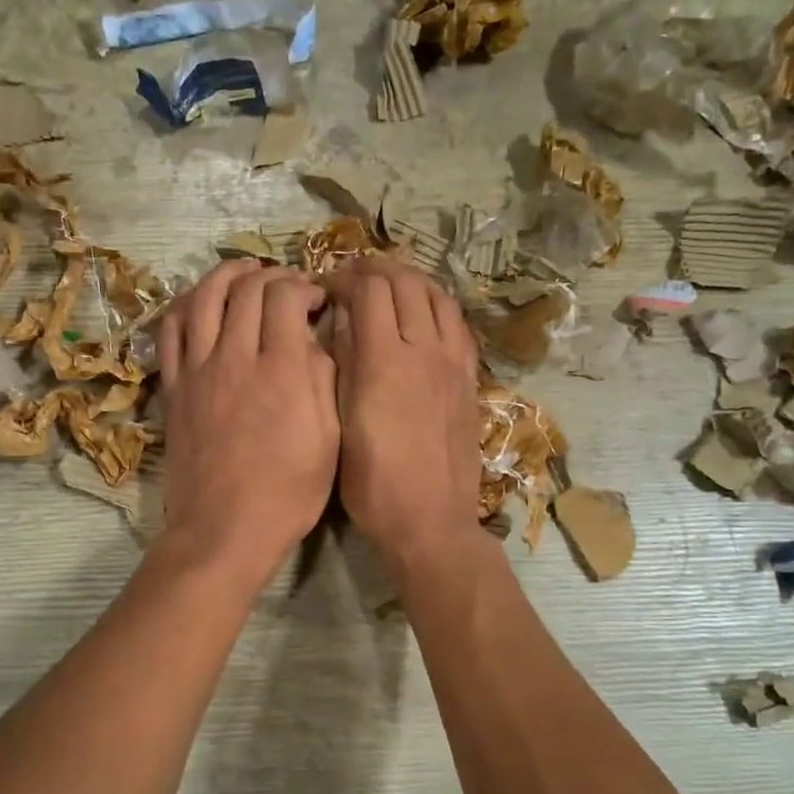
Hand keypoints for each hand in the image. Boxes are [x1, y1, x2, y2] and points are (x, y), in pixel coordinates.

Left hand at [157, 260, 338, 582]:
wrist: (223, 529)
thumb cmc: (288, 492)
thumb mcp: (329, 439)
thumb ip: (322, 379)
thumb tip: (310, 340)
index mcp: (282, 370)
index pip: (286, 296)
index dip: (304, 286)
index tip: (316, 300)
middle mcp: (236, 357)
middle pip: (248, 289)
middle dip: (272, 276)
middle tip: (287, 288)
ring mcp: (198, 369)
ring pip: (205, 298)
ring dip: (226, 275)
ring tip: (244, 270)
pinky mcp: (174, 386)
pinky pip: (172, 330)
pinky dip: (186, 304)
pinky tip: (200, 300)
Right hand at [327, 257, 481, 567]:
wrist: (431, 522)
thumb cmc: (372, 484)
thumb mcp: (339, 426)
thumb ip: (341, 367)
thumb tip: (341, 322)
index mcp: (383, 362)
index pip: (368, 291)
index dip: (344, 280)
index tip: (325, 290)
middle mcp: (422, 351)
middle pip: (404, 283)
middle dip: (374, 271)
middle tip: (352, 280)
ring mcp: (452, 363)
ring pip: (436, 296)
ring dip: (409, 280)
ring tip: (387, 285)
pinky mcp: (468, 379)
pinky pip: (457, 324)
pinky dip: (436, 304)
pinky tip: (422, 313)